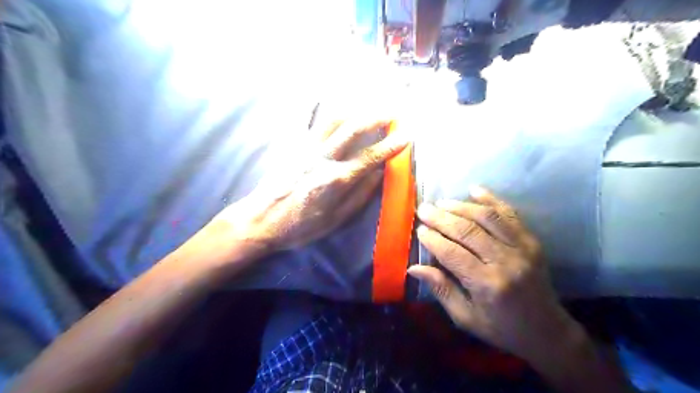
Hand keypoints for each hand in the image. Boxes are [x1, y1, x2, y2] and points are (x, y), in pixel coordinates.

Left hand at [216, 114, 408, 257]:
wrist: (260, 220)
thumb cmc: (300, 226)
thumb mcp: (335, 220)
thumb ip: (359, 196)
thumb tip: (379, 174)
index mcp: (335, 180)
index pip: (369, 157)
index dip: (390, 145)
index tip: (406, 136)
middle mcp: (321, 158)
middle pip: (352, 129)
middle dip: (375, 117)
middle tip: (391, 113)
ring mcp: (305, 149)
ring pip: (332, 120)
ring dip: (354, 110)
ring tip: (368, 107)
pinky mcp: (294, 146)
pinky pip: (312, 123)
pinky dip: (327, 111)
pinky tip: (336, 107)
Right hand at [408, 190, 576, 363]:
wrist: (548, 331)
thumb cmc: (501, 328)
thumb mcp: (465, 318)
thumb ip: (441, 289)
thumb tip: (414, 268)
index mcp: (487, 285)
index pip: (453, 254)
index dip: (433, 240)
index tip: (419, 229)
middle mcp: (506, 262)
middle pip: (468, 231)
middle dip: (442, 218)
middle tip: (424, 209)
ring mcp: (523, 248)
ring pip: (487, 218)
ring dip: (461, 206)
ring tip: (441, 202)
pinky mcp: (532, 241)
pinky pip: (510, 214)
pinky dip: (491, 199)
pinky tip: (474, 190)